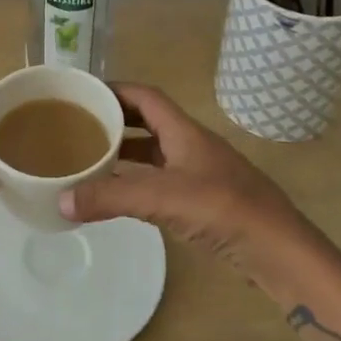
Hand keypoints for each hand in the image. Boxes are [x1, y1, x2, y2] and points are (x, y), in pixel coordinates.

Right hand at [57, 83, 319, 282]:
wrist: (280, 250)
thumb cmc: (224, 209)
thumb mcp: (163, 199)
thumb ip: (111, 198)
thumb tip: (60, 201)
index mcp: (184, 131)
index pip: (145, 96)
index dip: (115, 90)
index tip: (83, 95)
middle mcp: (192, 145)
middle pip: (148, 122)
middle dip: (115, 121)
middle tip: (80, 128)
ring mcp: (201, 173)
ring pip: (155, 153)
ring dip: (126, 153)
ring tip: (91, 160)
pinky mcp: (205, 201)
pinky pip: (162, 181)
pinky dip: (138, 182)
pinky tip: (120, 197)